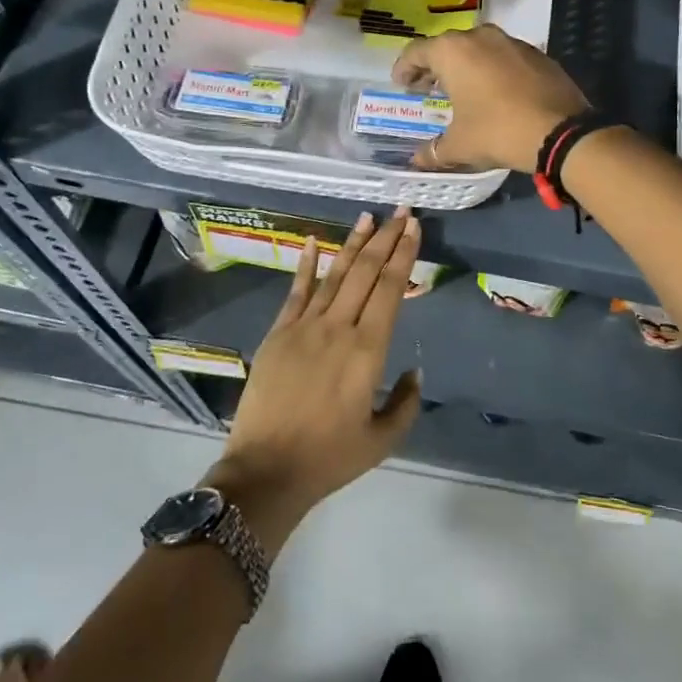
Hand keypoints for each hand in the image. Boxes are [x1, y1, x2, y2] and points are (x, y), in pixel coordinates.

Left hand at [210, 209, 423, 548]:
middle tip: (400, 210)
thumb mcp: (382, 440)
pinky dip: (306, 264)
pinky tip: (314, 241)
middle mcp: (338, 328)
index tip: (413, 228)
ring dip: (353, 244)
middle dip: (386, 239)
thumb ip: (405, 403)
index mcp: (368, 350)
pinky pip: (295, 291)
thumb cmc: (329, 458)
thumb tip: (415, 372)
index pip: (390, 289)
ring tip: (367, 217)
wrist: (266, 471)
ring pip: (335, 275)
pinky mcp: (278, 333)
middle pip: (366, 272)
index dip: (404, 255)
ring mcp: (304, 327)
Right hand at [392, 25, 589, 171]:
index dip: (404, 68)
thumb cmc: (497, 131)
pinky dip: (492, 69)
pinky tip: (495, 92)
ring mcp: (512, 42)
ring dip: (465, 66)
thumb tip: (417, 160)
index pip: (416, 52)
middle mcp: (480, 37)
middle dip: (435, 66)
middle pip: (447, 46)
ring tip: (461, 89)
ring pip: (478, 48)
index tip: (401, 83)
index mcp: (453, 51)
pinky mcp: (537, 54)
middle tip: (427, 87)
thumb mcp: (459, 145)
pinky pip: (504, 57)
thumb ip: (434, 151)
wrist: (561, 132)